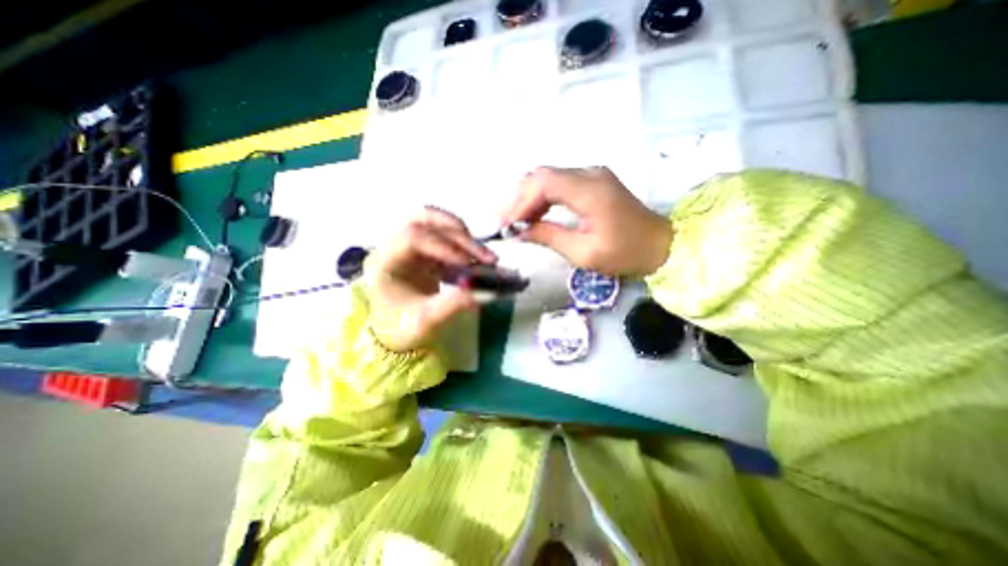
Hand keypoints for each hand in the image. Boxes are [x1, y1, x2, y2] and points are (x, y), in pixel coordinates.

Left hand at [369, 208, 496, 350]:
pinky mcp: (421, 251)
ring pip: (433, 223)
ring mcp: (407, 246)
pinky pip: (443, 237)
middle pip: (424, 222)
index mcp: (383, 263)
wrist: (394, 333)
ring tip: (483, 253)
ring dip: (461, 234)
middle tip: (486, 256)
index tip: (467, 263)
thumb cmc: (402, 328)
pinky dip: (462, 245)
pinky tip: (477, 261)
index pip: (411, 237)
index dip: (443, 245)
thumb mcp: (427, 321)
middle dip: (458, 236)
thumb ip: (454, 304)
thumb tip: (487, 291)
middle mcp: (392, 247)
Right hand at [501, 165, 672, 276]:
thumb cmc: (625, 254)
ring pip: (548, 177)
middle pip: (542, 175)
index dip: (520, 202)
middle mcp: (589, 174)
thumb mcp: (584, 253)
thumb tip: (519, 231)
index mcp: (591, 191)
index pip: (544, 183)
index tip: (506, 225)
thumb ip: (549, 237)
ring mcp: (592, 175)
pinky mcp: (592, 182)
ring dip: (528, 198)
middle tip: (506, 223)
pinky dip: (542, 198)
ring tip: (516, 222)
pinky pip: (558, 183)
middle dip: (519, 198)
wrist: (660, 245)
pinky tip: (534, 215)